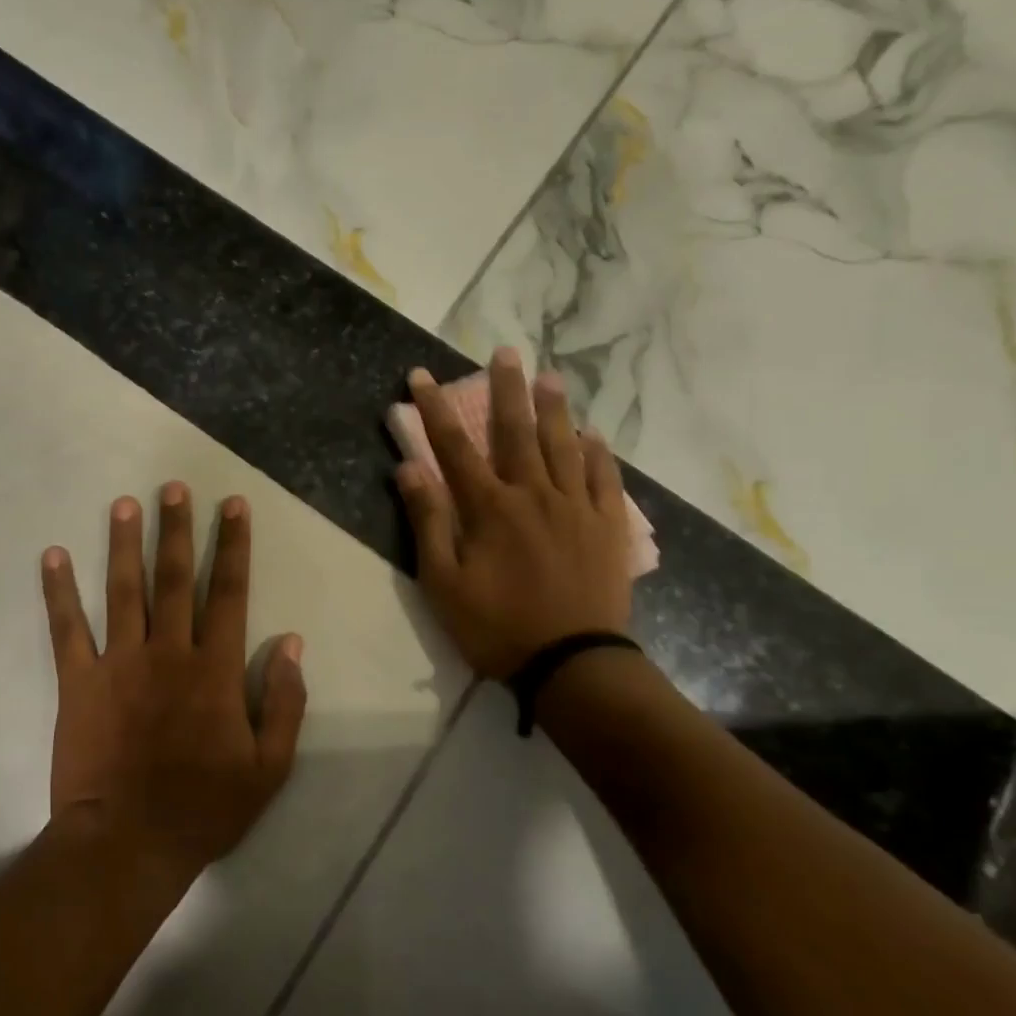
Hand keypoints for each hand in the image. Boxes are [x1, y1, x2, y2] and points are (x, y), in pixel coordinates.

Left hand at [40, 483, 307, 878]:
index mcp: (214, 669)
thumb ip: (284, 701)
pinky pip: (67, 629)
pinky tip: (53, 556)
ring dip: (125, 543)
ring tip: (125, 503)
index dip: (233, 545)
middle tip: (174, 486)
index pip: (229, 592)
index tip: (233, 505)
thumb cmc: (205, 808)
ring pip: (124, 590)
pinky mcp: (79, 682)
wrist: (129, 844)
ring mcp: (119, 663)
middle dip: (178, 528)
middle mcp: (168, 652)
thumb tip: (290, 642)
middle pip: (175, 578)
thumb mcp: (269, 766)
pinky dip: (59, 591)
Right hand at [396, 348, 633, 679]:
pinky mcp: (607, 527)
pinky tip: (593, 435)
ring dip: (554, 409)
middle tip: (505, 352)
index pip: (455, 447)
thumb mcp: (443, 582)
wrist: (571, 663)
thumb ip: (427, 522)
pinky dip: (598, 453)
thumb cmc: (496, 626)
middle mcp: (534, 494)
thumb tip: (408, 468)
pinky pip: (605, 479)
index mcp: (490, 508)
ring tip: (549, 376)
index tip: (422, 376)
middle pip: (517, 432)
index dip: (435, 409)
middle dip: (506, 390)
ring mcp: (576, 508)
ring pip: (564, 446)